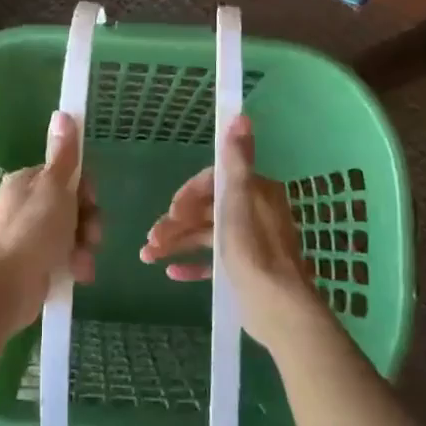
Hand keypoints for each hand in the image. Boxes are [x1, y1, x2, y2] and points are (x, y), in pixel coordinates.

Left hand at [0, 112, 101, 328]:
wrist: (6, 287)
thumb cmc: (32, 230)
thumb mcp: (54, 187)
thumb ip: (64, 155)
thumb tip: (63, 113)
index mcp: (28, 182)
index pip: (67, 175)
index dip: (85, 188)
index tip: (90, 199)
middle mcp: (28, 205)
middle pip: (73, 205)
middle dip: (89, 221)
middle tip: (91, 235)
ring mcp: (32, 236)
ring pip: (74, 233)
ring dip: (85, 246)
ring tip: (82, 261)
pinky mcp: (37, 264)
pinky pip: (67, 257)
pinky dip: (76, 264)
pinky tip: (78, 275)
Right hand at [139, 116, 327, 351]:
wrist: (278, 310)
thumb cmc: (254, 252)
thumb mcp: (239, 200)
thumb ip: (236, 160)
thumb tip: (241, 115)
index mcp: (256, 193)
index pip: (214, 182)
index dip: (187, 195)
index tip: (170, 211)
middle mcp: (255, 213)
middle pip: (206, 210)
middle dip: (175, 222)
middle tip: (151, 240)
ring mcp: (250, 243)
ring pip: (205, 235)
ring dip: (176, 243)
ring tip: (147, 257)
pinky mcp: (245, 270)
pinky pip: (212, 261)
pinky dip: (192, 264)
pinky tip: (171, 273)